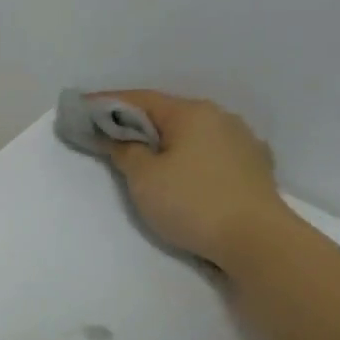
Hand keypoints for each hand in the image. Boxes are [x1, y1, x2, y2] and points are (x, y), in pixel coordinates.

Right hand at [96, 91, 292, 270]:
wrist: (257, 240)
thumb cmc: (192, 203)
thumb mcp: (144, 178)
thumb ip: (125, 151)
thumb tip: (118, 138)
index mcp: (191, 113)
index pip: (140, 99)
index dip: (107, 102)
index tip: (82, 107)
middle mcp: (220, 117)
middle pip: (168, 113)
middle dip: (137, 122)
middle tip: (108, 134)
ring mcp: (242, 141)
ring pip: (193, 133)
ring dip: (166, 139)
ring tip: (145, 154)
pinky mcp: (255, 166)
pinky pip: (212, 151)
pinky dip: (190, 155)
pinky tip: (184, 169)